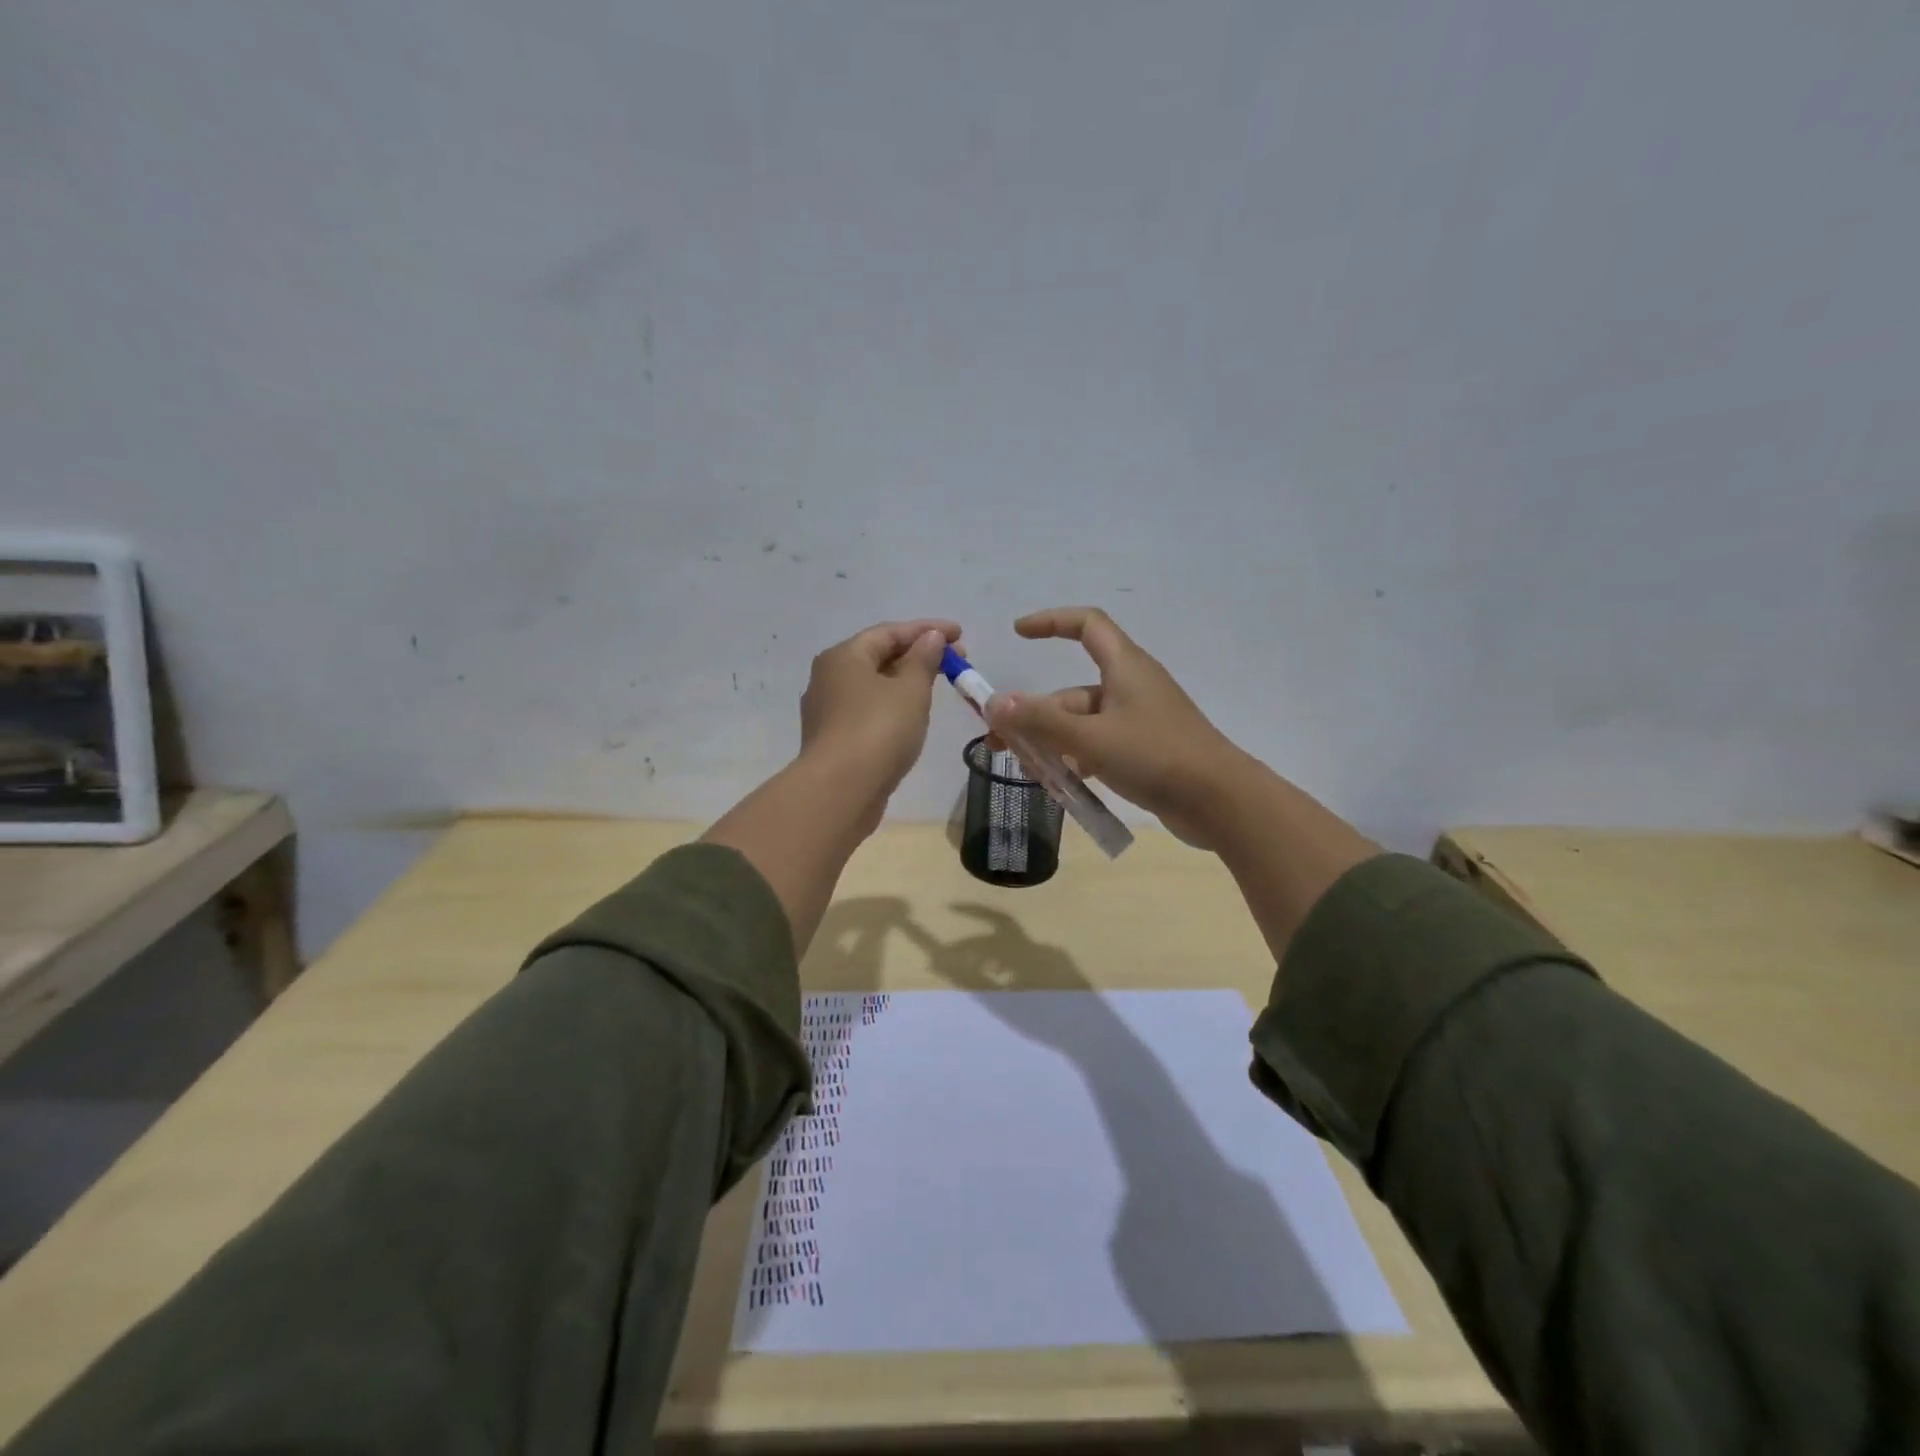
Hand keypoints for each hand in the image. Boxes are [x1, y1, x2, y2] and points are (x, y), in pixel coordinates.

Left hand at [799, 618, 960, 812]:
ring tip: (937, 685)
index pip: (889, 632)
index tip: (960, 633)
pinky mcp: (834, 739)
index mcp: (844, 656)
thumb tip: (930, 637)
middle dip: (918, 655)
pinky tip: (912, 715)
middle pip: (878, 656)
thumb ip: (923, 659)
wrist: (841, 791)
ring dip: (905, 680)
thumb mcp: (911, 690)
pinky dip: (892, 705)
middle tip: (956, 662)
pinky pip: (868, 710)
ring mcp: (828, 710)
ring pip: (873, 685)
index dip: (927, 629)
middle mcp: (829, 677)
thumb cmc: (878, 730)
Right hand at [986, 606, 1247, 847]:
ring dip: (1053, 744)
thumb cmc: (1157, 757)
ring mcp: (1139, 720)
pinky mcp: (1145, 750)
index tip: (1018, 633)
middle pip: (1072, 691)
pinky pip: (1099, 746)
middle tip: (1002, 743)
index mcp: (1125, 667)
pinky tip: (1060, 786)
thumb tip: (994, 703)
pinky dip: (1077, 760)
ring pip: (1083, 724)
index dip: (1051, 622)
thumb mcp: (1092, 738)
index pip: (1086, 625)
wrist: (1221, 802)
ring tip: (1030, 773)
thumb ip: (1041, 721)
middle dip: (1036, 715)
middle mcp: (1131, 687)